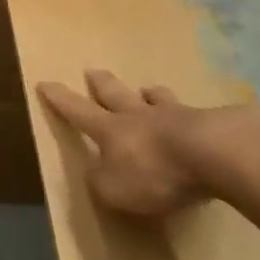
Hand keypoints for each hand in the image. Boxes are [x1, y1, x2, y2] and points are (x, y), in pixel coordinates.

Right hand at [37, 70, 243, 218]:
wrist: (215, 155)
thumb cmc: (155, 172)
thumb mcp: (115, 189)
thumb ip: (101, 180)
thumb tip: (96, 171)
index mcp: (110, 129)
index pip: (77, 111)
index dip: (60, 99)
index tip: (44, 82)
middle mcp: (138, 115)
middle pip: (115, 93)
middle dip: (101, 83)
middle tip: (92, 70)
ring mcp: (174, 115)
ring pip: (155, 98)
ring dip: (148, 94)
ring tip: (147, 90)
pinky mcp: (208, 124)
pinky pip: (192, 116)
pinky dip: (188, 116)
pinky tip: (196, 120)